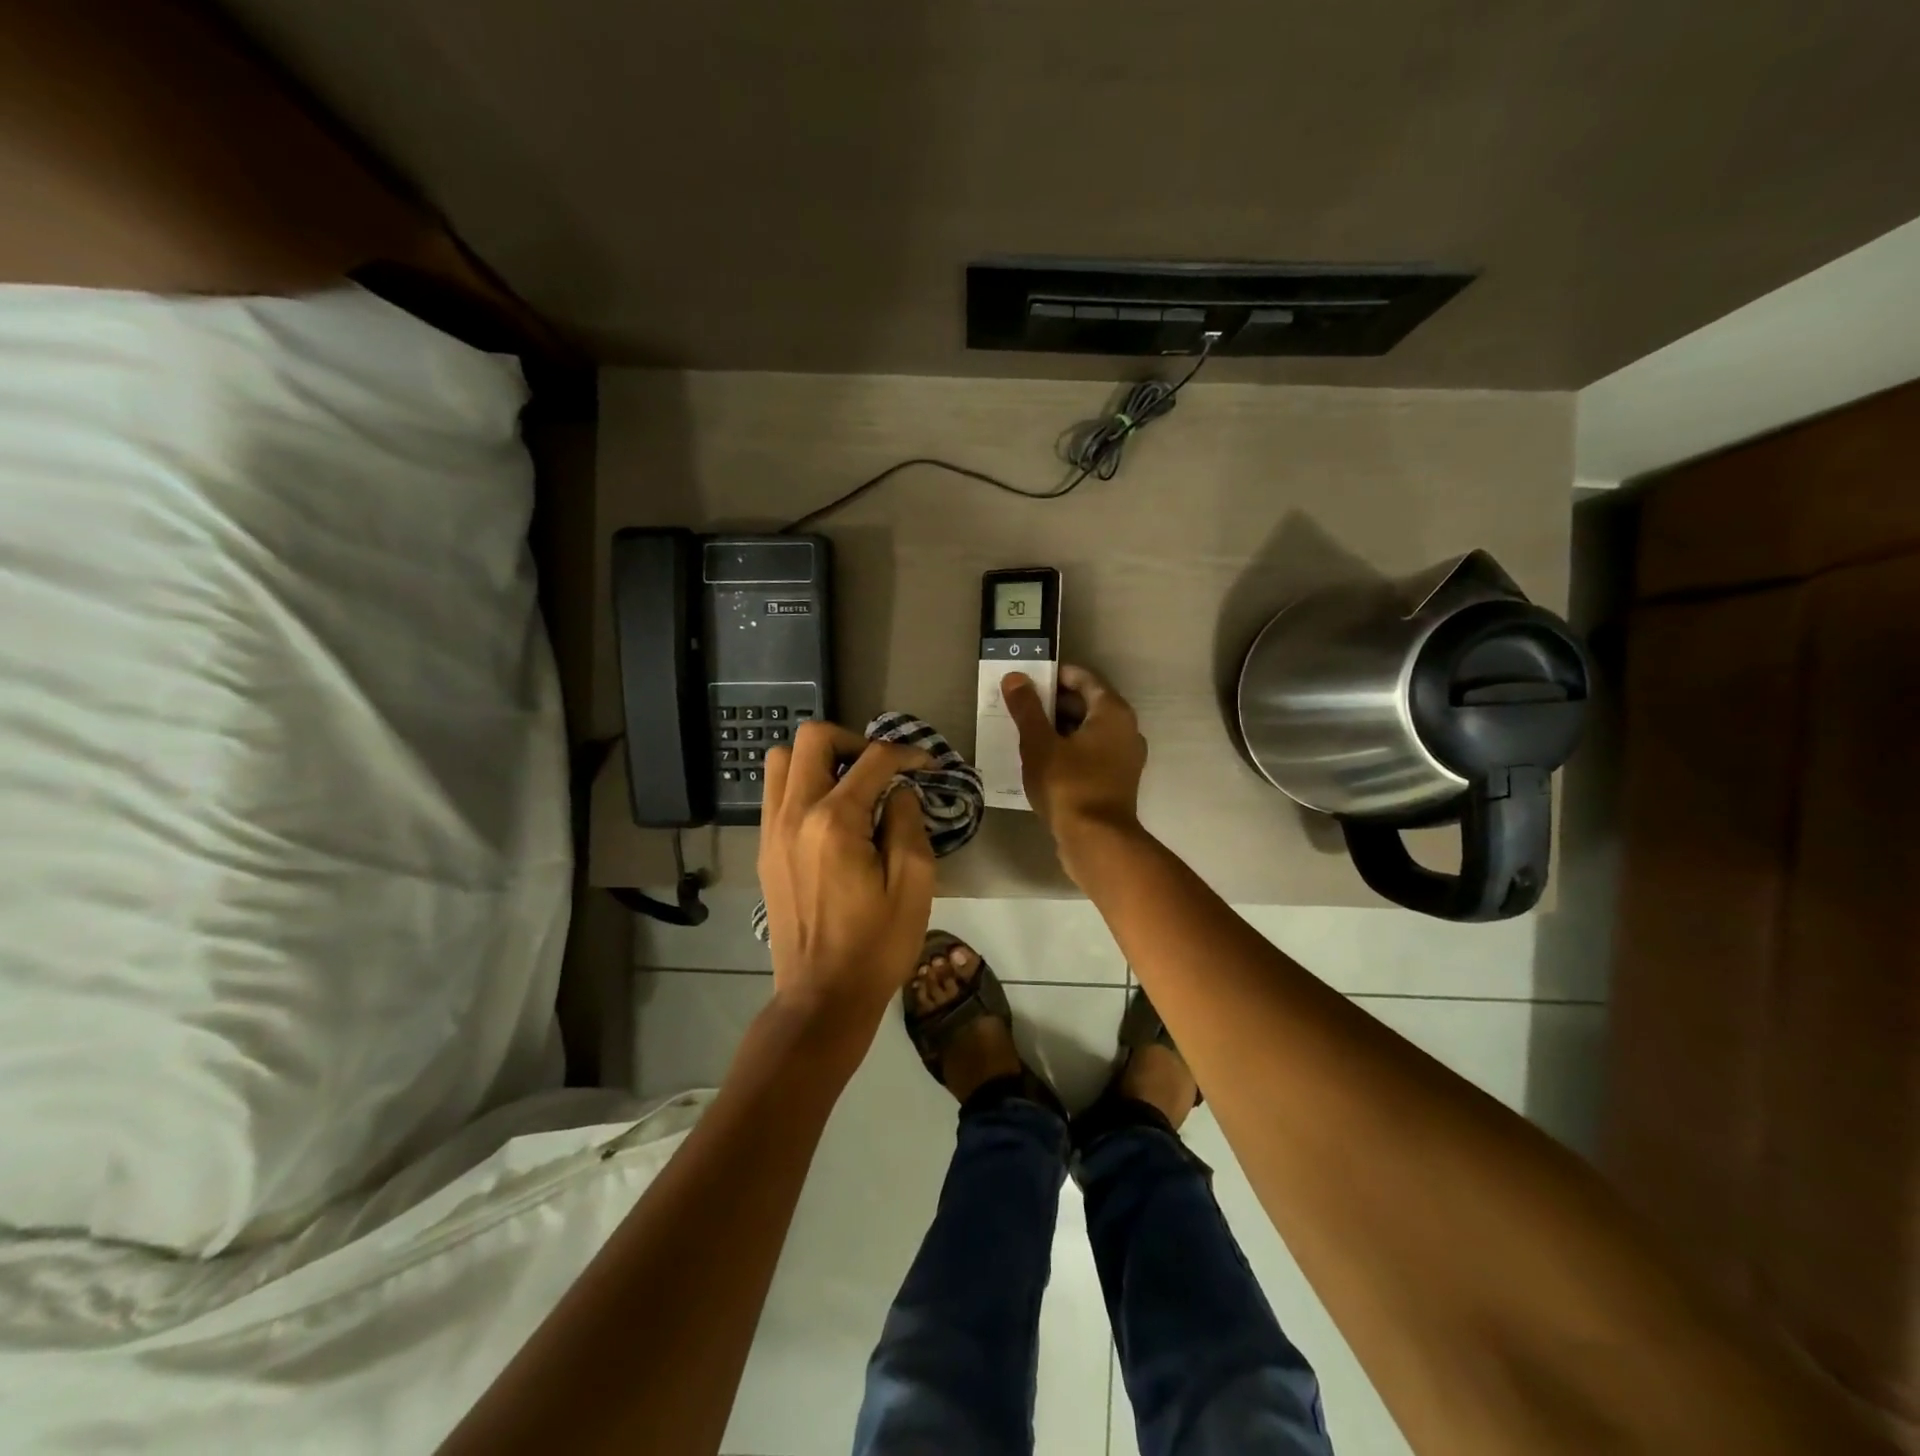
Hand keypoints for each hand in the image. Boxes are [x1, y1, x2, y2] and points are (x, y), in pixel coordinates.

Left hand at [758, 722, 935, 1039]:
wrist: (821, 997)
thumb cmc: (876, 946)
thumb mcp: (913, 885)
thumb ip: (908, 823)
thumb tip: (898, 791)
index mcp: (835, 822)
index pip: (873, 759)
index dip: (906, 753)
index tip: (927, 765)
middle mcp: (795, 814)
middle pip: (813, 738)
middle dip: (853, 740)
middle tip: (880, 768)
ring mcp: (772, 830)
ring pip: (782, 759)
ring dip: (820, 758)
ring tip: (851, 784)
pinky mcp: (764, 849)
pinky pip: (776, 792)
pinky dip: (802, 783)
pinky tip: (831, 814)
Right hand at [1001, 664, 1147, 855]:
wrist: (1096, 840)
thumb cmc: (1068, 784)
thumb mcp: (1039, 743)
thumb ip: (1027, 708)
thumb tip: (1015, 677)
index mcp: (1113, 712)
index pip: (1084, 679)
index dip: (1056, 676)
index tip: (1028, 680)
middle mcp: (1126, 730)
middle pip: (1088, 704)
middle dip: (1054, 703)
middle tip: (1021, 706)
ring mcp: (1125, 758)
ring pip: (1089, 732)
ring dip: (1060, 728)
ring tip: (1026, 732)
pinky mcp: (1117, 781)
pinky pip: (1091, 754)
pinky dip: (1069, 750)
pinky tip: (1043, 760)